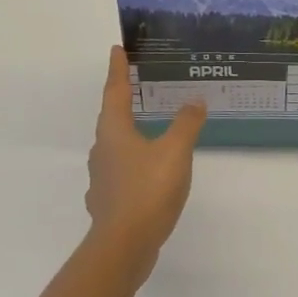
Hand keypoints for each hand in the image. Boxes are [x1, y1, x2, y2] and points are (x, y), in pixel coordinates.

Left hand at [83, 46, 204, 284]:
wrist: (124, 246)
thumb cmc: (147, 190)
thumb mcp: (175, 152)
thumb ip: (186, 124)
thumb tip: (194, 100)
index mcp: (114, 132)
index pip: (116, 92)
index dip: (118, 70)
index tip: (117, 50)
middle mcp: (102, 150)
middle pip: (111, 118)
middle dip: (123, 100)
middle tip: (137, 86)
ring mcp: (102, 178)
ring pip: (116, 146)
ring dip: (129, 133)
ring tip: (149, 128)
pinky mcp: (109, 202)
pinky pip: (121, 172)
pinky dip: (133, 164)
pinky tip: (146, 173)